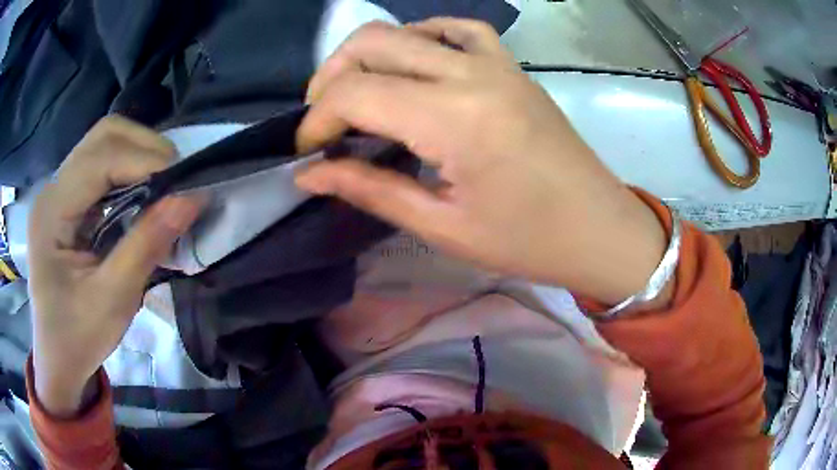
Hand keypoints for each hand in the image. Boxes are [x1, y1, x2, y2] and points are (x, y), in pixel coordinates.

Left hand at [28, 116, 201, 416]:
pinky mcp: (67, 201)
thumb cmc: (78, 337)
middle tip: (175, 180)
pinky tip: (141, 197)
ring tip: (163, 186)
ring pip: (104, 143)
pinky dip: (129, 172)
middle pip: (103, 136)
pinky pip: (102, 167)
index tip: (184, 185)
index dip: (145, 161)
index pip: (101, 158)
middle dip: (145, 147)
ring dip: (139, 155)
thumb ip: (147, 245)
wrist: (58, 358)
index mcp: (52, 211)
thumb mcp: (113, 299)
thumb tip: (191, 198)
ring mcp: (58, 191)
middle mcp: (52, 189)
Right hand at [296, 19, 668, 305]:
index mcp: (453, 118)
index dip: (316, 119)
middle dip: (330, 77)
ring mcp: (496, 63)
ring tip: (358, 92)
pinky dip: (423, 37)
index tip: (307, 151)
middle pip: (372, 43)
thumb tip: (309, 174)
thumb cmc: (528, 241)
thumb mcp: (442, 226)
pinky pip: (459, 29)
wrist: (599, 228)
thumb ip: (369, 190)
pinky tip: (413, 62)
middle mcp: (471, 74)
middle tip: (323, 120)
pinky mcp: (512, 67)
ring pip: (409, 29)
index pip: (355, 92)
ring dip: (369, 55)